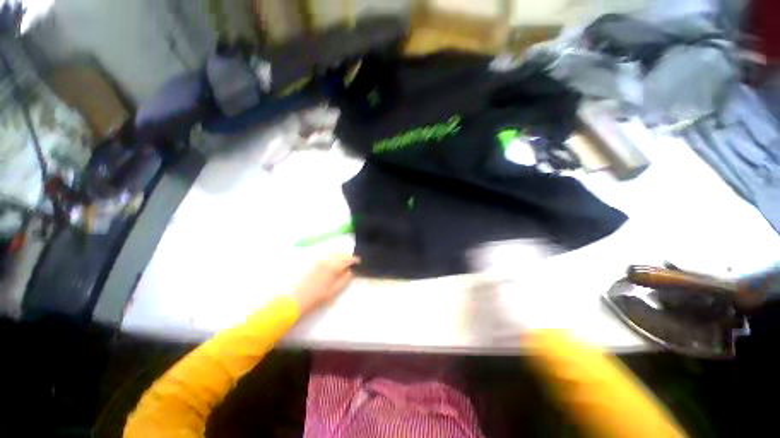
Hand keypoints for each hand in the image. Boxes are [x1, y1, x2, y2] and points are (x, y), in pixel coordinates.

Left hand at [290, 254, 359, 313]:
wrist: (297, 299)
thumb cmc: (317, 297)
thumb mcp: (334, 290)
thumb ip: (344, 279)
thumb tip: (351, 271)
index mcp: (334, 267)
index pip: (347, 259)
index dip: (354, 259)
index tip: (359, 261)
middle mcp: (327, 261)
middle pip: (341, 254)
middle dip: (348, 255)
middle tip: (353, 260)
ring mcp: (319, 260)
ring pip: (333, 253)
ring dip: (341, 254)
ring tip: (345, 259)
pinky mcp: (314, 263)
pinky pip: (327, 255)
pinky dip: (333, 255)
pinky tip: (334, 260)